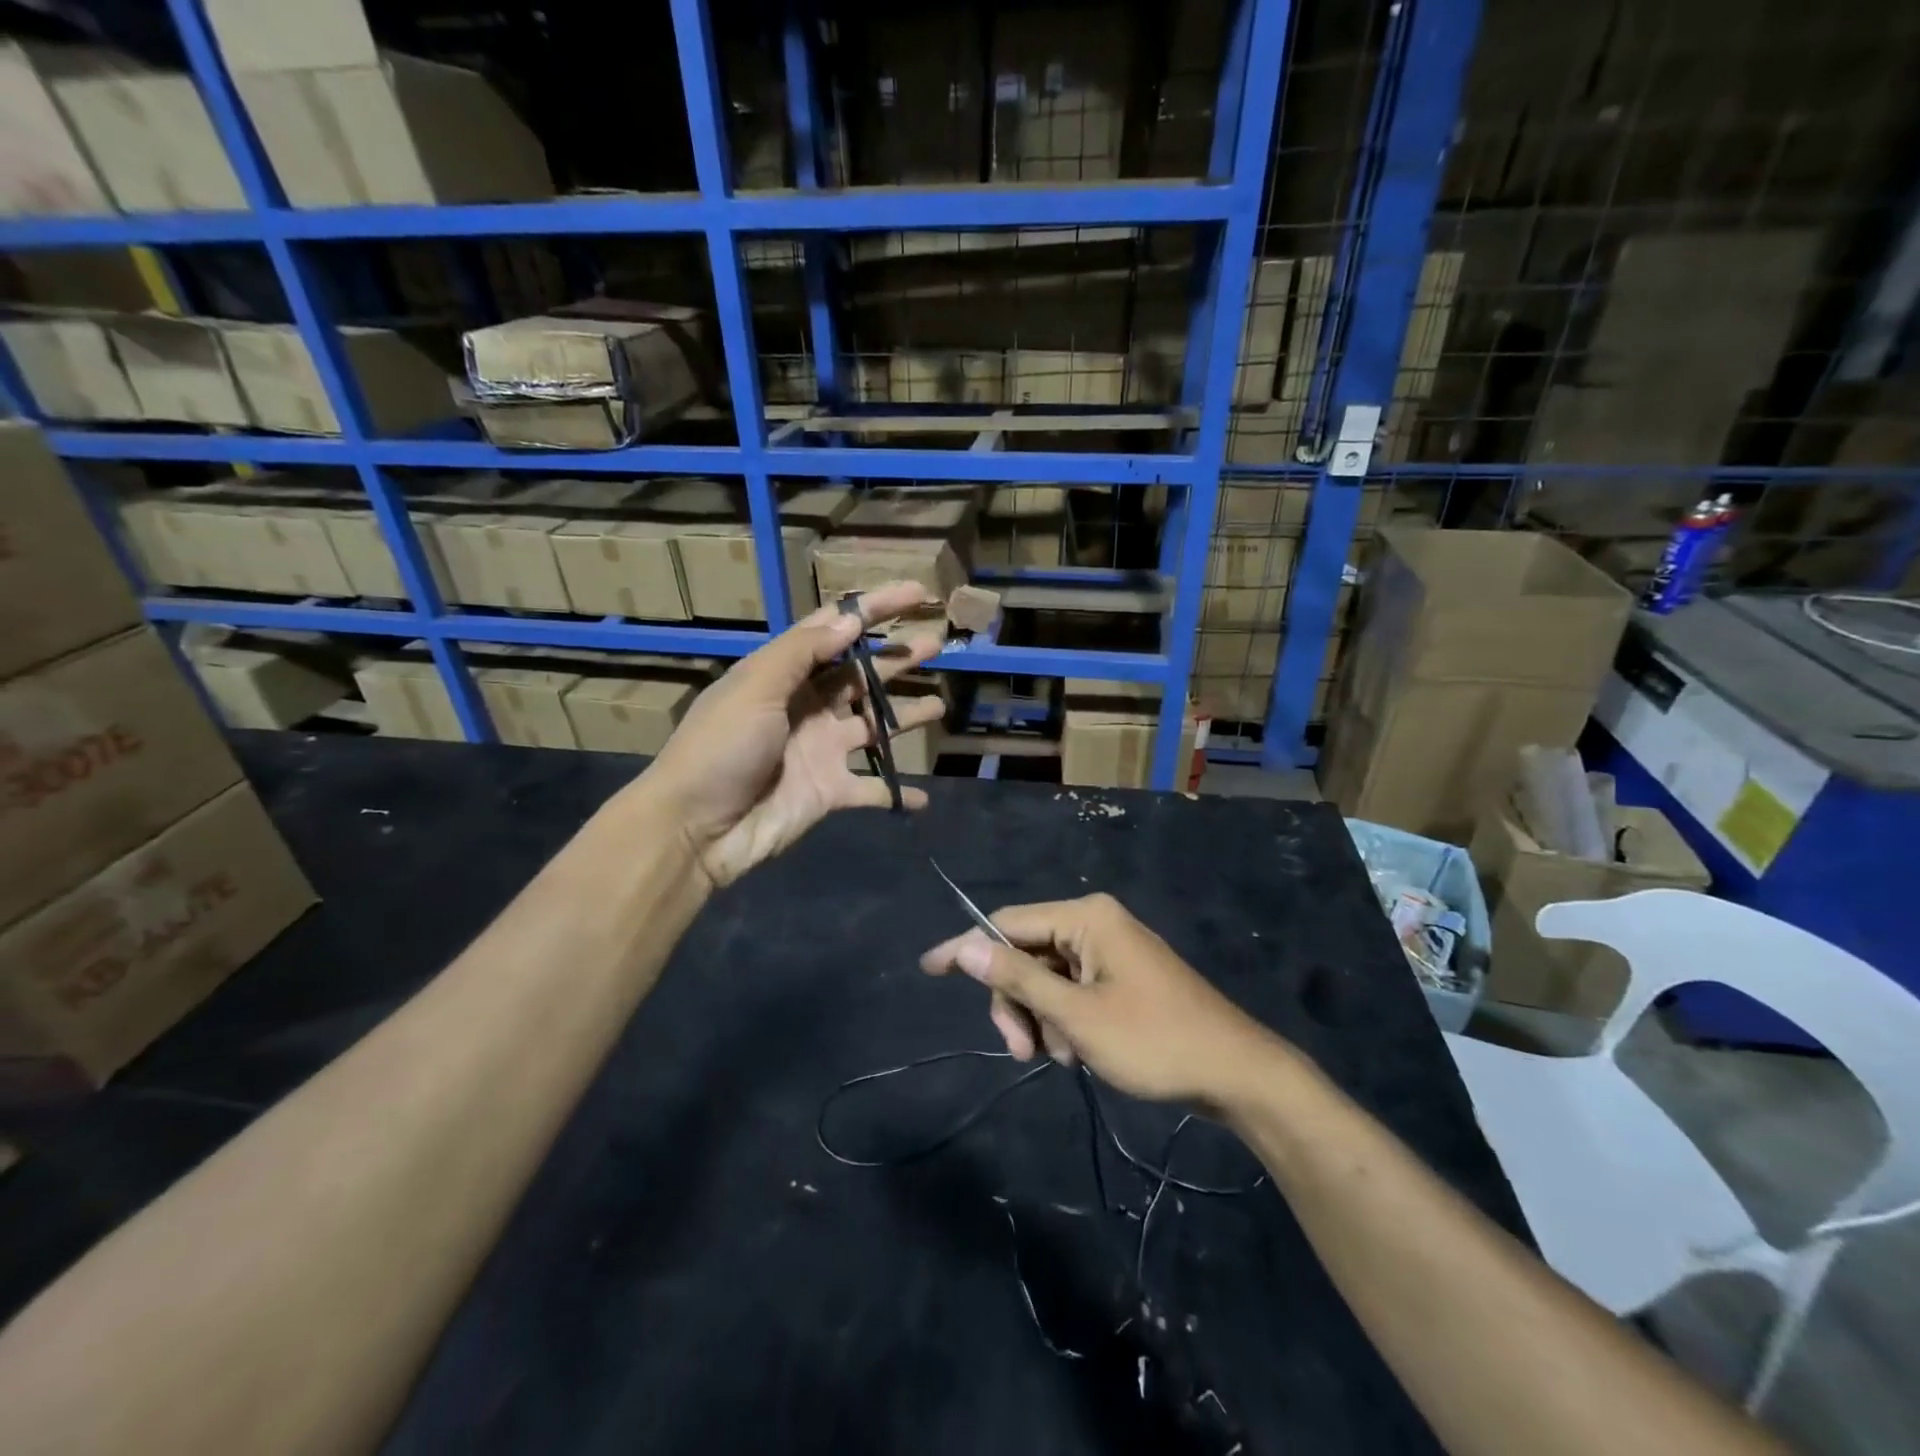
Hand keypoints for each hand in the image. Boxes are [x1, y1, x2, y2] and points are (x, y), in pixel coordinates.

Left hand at [646, 581, 945, 887]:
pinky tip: (923, 798)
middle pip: (861, 675)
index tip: (917, 593)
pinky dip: (897, 793)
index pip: (835, 629)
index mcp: (784, 674)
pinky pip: (872, 790)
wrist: (695, 828)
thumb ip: (803, 653)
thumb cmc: (721, 748)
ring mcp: (820, 750)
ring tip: (940, 707)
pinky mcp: (829, 792)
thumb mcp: (755, 687)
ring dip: (905, 717)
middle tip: (937, 643)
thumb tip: (850, 619)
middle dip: (898, 658)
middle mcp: (807, 706)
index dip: (874, 609)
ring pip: (874, 727)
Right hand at [920, 893, 1284, 1106]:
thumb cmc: (1154, 1040)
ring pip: (1047, 978)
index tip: (929, 969)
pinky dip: (1064, 1022)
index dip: (968, 947)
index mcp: (1085, 918)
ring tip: (1064, 1058)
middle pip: (1026, 954)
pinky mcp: (1120, 978)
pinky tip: (1078, 1054)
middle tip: (1021, 1052)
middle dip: (1016, 1002)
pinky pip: (1072, 990)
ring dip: (1041, 1019)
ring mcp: (1109, 951)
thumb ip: (1018, 978)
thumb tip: (965, 946)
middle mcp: (1095, 923)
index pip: (1007, 922)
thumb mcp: (1077, 1015)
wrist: (1235, 1073)